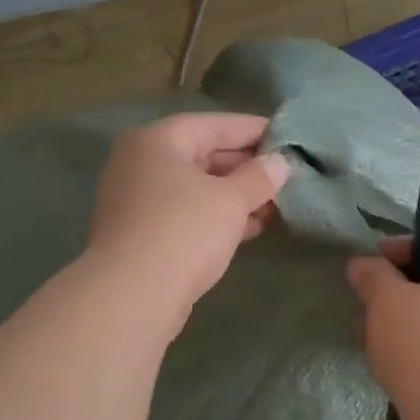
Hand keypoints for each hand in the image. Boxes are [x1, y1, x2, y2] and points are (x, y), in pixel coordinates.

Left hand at [88, 112, 289, 324]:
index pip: (214, 125)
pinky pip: (187, 214)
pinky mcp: (143, 233)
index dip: (253, 130)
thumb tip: (280, 163)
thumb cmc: (183, 232)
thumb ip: (258, 178)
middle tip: (285, 174)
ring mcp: (138, 200)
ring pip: (196, 188)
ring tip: (277, 203)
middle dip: (246, 167)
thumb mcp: (230, 200)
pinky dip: (217, 217)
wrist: (132, 295)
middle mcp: (141, 163)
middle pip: (202, 155)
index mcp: (157, 140)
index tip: (287, 137)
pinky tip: (251, 227)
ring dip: (235, 195)